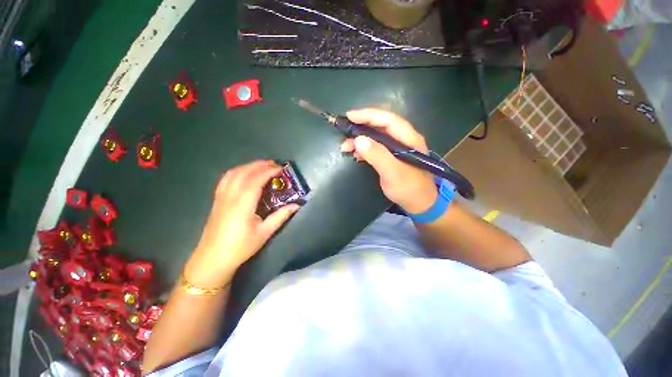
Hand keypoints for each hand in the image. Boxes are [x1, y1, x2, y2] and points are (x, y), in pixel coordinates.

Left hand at [184, 160, 299, 287]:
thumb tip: (297, 205)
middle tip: (275, 164)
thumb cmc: (240, 247)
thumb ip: (281, 216)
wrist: (212, 259)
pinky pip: (226, 179)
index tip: (281, 169)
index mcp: (242, 205)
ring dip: (248, 166)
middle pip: (244, 173)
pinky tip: (244, 173)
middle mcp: (230, 196)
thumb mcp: (264, 233)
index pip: (255, 180)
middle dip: (260, 165)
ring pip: (233, 173)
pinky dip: (237, 171)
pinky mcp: (217, 200)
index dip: (269, 171)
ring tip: (262, 166)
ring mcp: (221, 197)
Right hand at [341, 108, 437, 213]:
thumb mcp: (393, 173)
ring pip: (377, 136)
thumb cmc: (409, 189)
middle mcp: (404, 138)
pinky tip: (355, 154)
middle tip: (344, 132)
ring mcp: (398, 147)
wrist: (420, 204)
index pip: (388, 119)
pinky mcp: (392, 156)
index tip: (350, 116)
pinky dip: (364, 149)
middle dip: (361, 127)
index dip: (368, 115)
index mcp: (409, 138)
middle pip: (381, 125)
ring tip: (346, 147)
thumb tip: (358, 140)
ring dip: (360, 139)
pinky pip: (376, 147)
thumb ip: (378, 156)